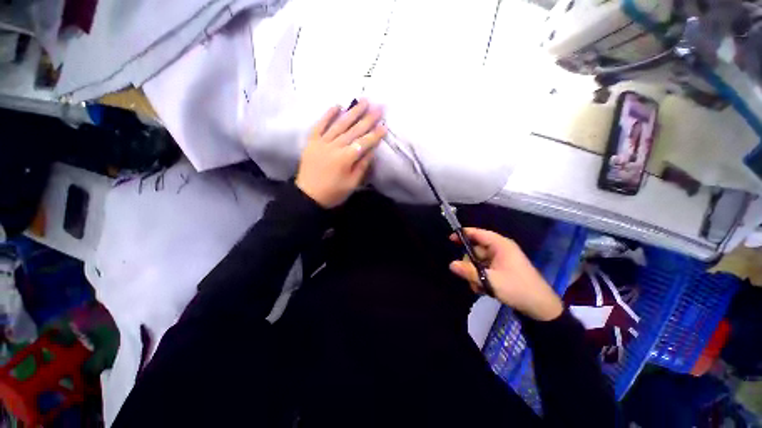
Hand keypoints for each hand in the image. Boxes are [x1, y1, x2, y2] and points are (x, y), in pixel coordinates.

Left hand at [296, 100, 386, 207]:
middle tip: (378, 107)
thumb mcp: (352, 184)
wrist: (308, 195)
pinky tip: (337, 105)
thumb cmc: (333, 193)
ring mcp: (322, 142)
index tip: (384, 126)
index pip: (363, 143)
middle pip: (353, 130)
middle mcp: (335, 146)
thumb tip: (371, 151)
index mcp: (346, 158)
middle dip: (367, 118)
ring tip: (363, 101)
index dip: (375, 135)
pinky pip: (320, 125)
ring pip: (339, 124)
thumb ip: (362, 166)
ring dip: (352, 112)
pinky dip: (328, 115)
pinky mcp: (312, 141)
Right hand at [449, 228, 563, 320]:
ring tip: (478, 287)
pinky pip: (484, 268)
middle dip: (470, 263)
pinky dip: (481, 277)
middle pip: (476, 249)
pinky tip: (483, 289)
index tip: (450, 239)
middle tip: (469, 277)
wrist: (541, 307)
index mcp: (500, 245)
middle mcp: (500, 249)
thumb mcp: (490, 281)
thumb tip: (451, 264)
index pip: (478, 233)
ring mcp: (501, 259)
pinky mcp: (501, 269)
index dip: (463, 234)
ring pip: (478, 261)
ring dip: (475, 273)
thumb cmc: (517, 288)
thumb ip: (469, 271)